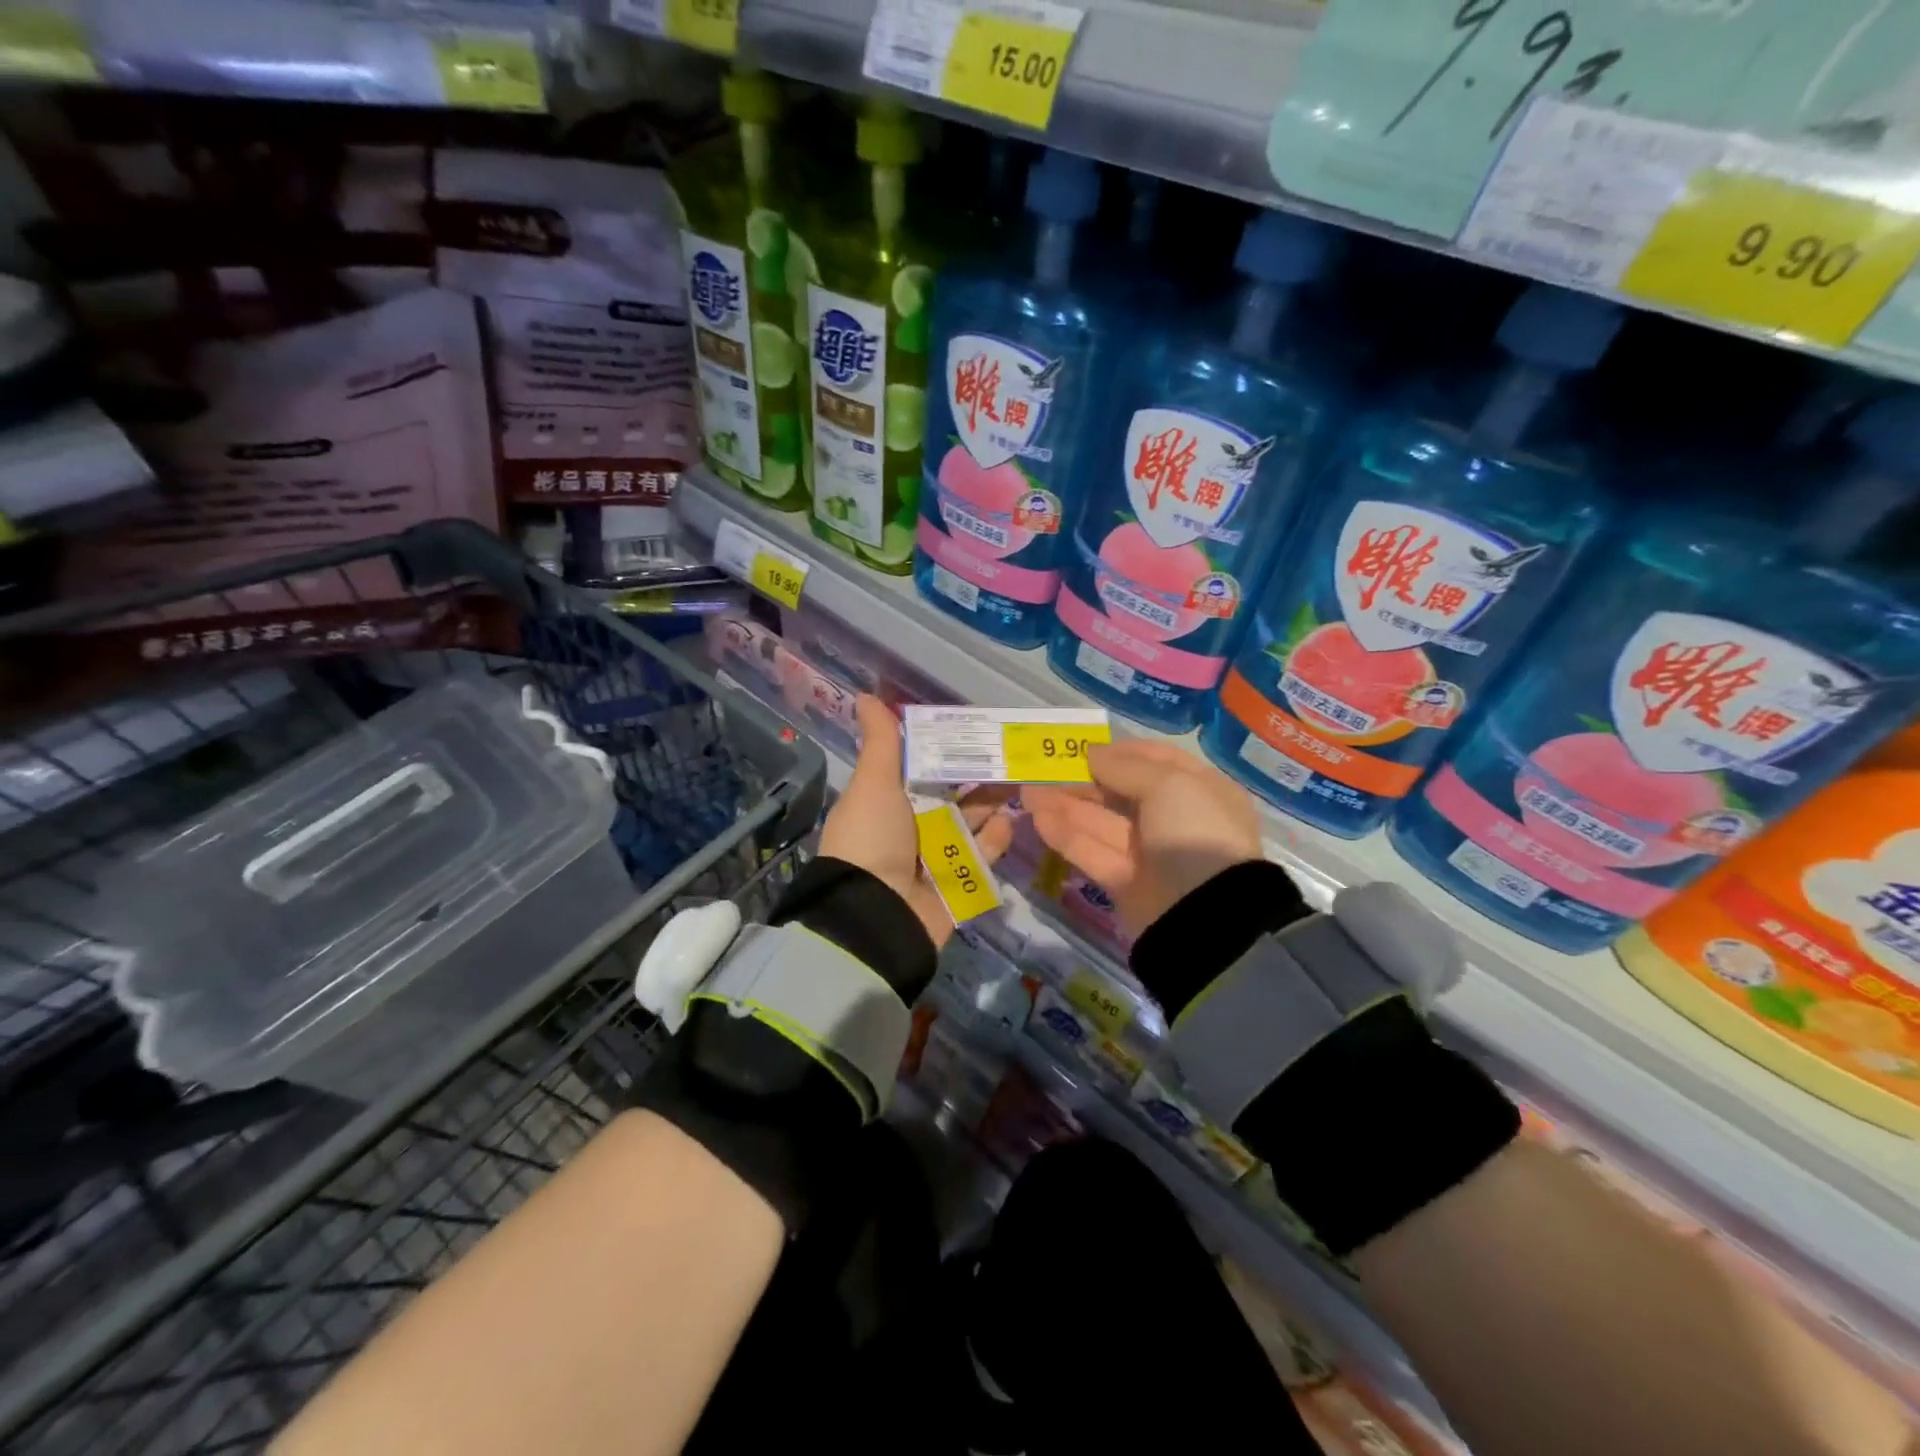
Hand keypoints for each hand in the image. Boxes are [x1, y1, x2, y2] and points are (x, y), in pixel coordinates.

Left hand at [819, 696, 1014, 946]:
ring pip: (971, 823)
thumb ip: (881, 742)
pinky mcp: (959, 884)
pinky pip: (982, 857)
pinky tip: (1011, 820)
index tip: (976, 728)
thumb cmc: (872, 838)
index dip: (946, 749)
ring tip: (1021, 781)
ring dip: (992, 805)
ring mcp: (936, 857)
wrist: (877, 914)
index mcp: (888, 801)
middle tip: (1012, 752)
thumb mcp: (873, 783)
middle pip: (952, 795)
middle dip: (978, 776)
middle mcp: (912, 827)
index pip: (922, 768)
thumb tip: (864, 695)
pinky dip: (996, 840)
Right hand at [1023, 738, 1264, 936]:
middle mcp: (1176, 820)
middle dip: (1084, 781)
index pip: (1159, 762)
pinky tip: (1039, 819)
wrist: (1204, 914)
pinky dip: (1068, 837)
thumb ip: (1126, 767)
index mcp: (1201, 791)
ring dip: (1066, 806)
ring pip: (1103, 823)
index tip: (1085, 747)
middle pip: (1123, 793)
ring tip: (1027, 793)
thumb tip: (1093, 753)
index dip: (1122, 752)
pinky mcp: (1125, 882)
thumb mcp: (1169, 785)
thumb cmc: (1193, 832)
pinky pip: (1094, 853)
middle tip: (1044, 770)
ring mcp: (1150, 854)